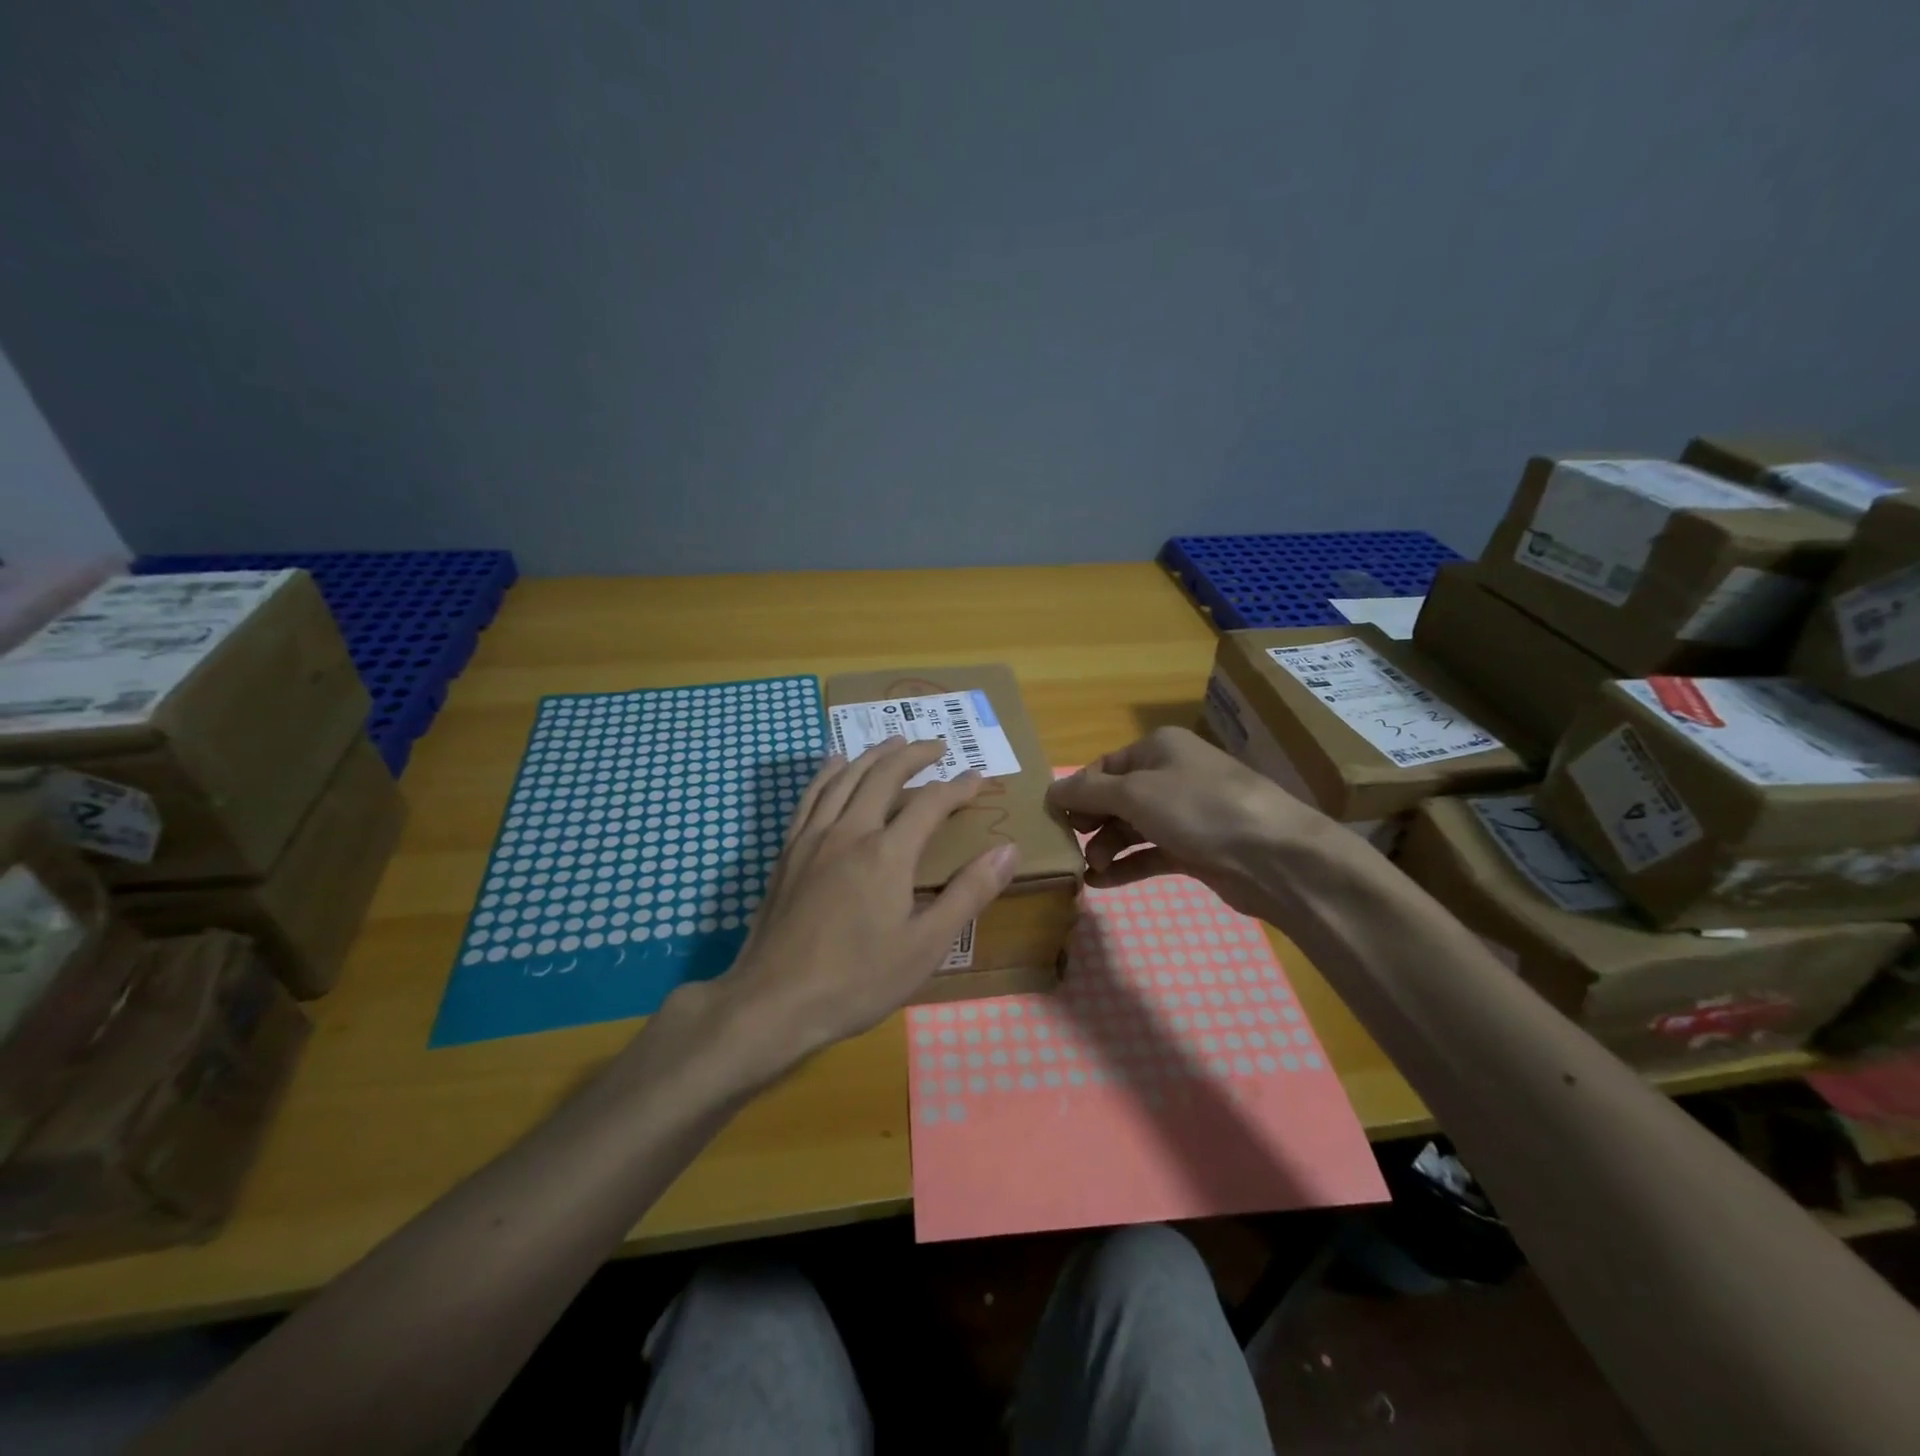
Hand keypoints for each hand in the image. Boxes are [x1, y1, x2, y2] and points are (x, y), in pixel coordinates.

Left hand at [699, 737, 1020, 1071]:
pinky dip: (829, 772)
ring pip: (845, 777)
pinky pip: (811, 795)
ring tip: (893, 741)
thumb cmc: (857, 980)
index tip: (978, 777)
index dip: (958, 787)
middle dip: (914, 754)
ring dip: (873, 754)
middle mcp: (849, 831)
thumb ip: (968, 894)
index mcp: (887, 853)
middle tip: (937, 745)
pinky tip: (835, 764)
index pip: (931, 803)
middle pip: (884, 775)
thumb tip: (1007, 850)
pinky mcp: (788, 851)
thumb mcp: (926, 946)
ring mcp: (812, 838)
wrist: (773, 1001)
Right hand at [1045, 726, 1330, 917]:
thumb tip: (1050, 790)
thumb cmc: (1198, 808)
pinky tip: (1102, 883)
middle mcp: (1171, 775)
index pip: (1103, 767)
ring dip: (1106, 847)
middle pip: (1116, 797)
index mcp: (1157, 748)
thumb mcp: (1135, 793)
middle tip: (1069, 847)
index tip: (1053, 820)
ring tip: (1089, 869)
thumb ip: (1088, 792)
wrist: (1273, 856)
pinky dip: (1126, 865)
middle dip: (1090, 822)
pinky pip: (1150, 853)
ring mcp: (1185, 813)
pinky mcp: (1195, 849)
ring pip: (1131, 827)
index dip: (1077, 792)